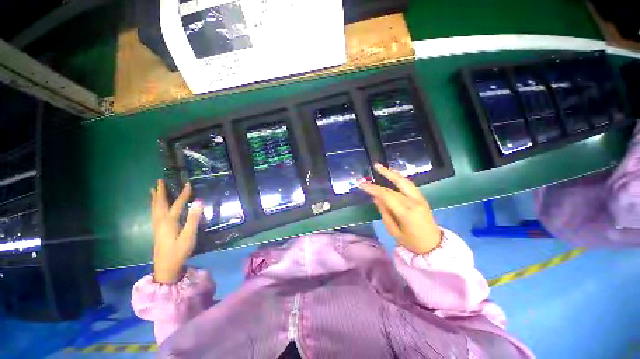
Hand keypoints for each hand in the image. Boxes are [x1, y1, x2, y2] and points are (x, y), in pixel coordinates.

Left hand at [150, 180, 202, 283]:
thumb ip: (193, 218)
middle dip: (160, 192)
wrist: (166, 267)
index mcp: (170, 221)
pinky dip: (153, 206)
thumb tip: (199, 202)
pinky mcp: (157, 231)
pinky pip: (154, 213)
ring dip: (155, 198)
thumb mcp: (189, 235)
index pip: (178, 203)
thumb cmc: (179, 251)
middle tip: (159, 181)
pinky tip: (155, 207)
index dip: (184, 194)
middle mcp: (161, 221)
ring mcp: (158, 226)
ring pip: (155, 208)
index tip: (188, 184)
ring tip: (153, 190)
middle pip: (160, 203)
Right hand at [360, 164, 441, 254]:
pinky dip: (400, 179)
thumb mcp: (393, 230)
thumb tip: (376, 197)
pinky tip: (393, 175)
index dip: (373, 188)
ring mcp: (420, 198)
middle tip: (375, 165)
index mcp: (406, 212)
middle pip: (397, 184)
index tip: (362, 184)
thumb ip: (384, 212)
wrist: (433, 246)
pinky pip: (409, 185)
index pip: (386, 195)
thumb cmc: (411, 242)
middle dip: (385, 174)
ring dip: (393, 173)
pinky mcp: (422, 198)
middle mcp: (414, 202)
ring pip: (405, 182)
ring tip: (382, 167)